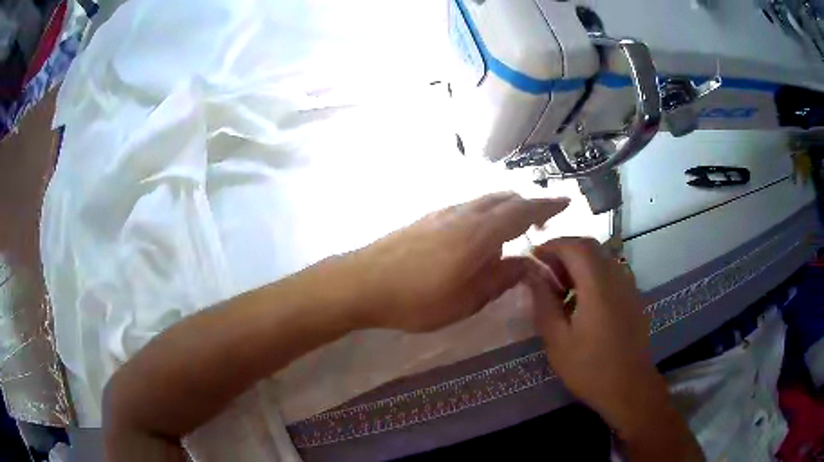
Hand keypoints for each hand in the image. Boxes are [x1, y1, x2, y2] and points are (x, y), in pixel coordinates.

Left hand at [345, 192, 568, 332]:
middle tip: (543, 222)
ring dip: (506, 207)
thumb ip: (501, 278)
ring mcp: (443, 212)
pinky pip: (469, 206)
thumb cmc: (417, 299)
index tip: (565, 202)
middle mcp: (465, 213)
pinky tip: (482, 234)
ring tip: (515, 228)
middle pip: (505, 198)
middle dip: (529, 205)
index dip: (547, 205)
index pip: (523, 210)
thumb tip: (528, 264)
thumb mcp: (467, 300)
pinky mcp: (428, 217)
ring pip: (485, 200)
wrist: (362, 282)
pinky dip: (487, 212)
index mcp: (480, 232)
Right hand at [524, 238, 662, 433]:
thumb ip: (544, 303)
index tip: (533, 257)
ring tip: (560, 288)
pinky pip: (611, 273)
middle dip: (564, 251)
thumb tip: (532, 275)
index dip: (552, 245)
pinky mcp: (633, 297)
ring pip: (602, 258)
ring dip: (579, 263)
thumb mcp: (557, 340)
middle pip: (590, 247)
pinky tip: (582, 301)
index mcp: (598, 286)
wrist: (629, 387)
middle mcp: (617, 277)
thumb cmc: (590, 368)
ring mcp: (628, 286)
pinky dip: (592, 275)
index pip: (575, 246)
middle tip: (545, 272)